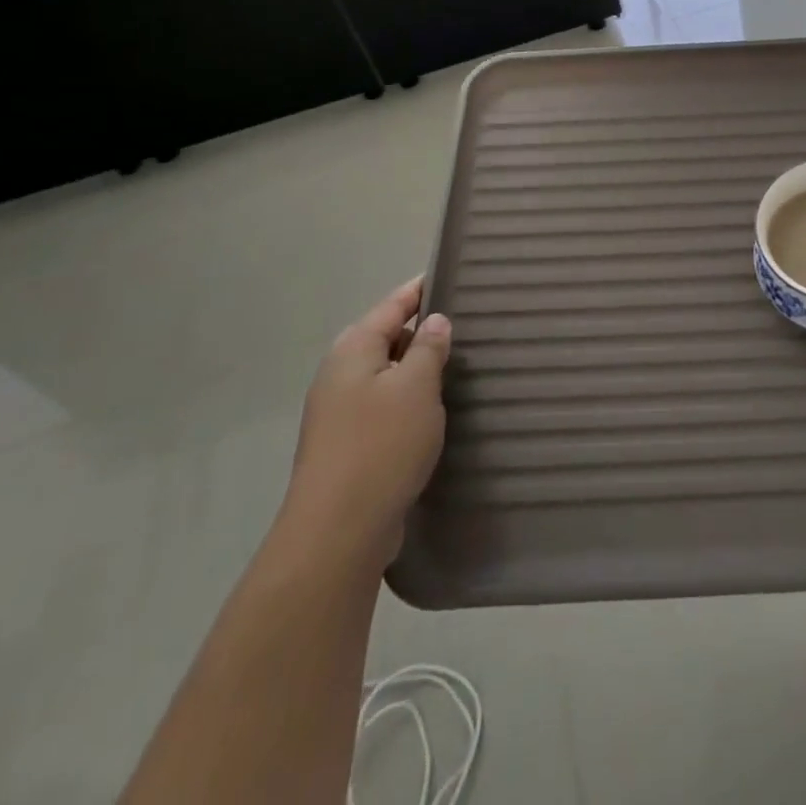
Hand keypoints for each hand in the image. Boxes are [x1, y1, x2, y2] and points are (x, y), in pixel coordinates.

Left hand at [281, 277, 451, 573]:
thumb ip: (429, 347)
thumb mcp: (417, 386)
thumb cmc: (382, 445)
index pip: (393, 305)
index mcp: (353, 349)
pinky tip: (434, 413)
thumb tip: (434, 321)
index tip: (451, 274)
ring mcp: (339, 412)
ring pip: (387, 376)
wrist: (338, 532)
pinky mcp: (346, 446)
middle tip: (467, 325)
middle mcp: (340, 374)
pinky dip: (408, 402)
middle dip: (423, 331)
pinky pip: (383, 407)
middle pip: (387, 338)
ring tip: (458, 367)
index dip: (421, 290)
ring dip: (417, 371)